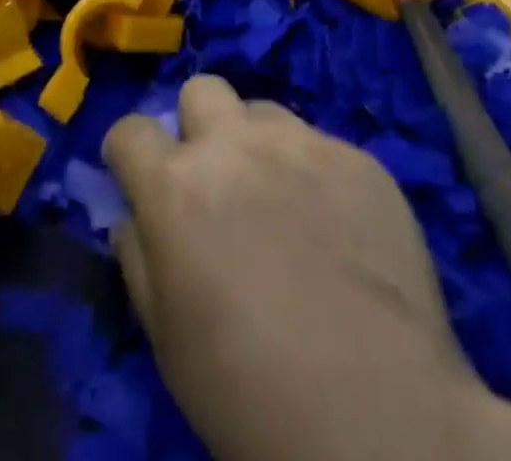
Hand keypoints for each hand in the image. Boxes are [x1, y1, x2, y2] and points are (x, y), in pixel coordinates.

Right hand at [103, 77, 510, 460]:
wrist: (380, 420)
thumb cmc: (251, 392)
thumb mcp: (166, 339)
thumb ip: (138, 257)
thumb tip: (134, 217)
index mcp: (177, 185)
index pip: (130, 130)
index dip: (129, 154)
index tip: (139, 178)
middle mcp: (234, 144)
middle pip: (200, 90)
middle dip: (197, 126)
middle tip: (215, 179)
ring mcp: (302, 144)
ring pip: (263, 111)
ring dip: (257, 144)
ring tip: (281, 202)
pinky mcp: (359, 159)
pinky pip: (322, 146)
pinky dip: (315, 175)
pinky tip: (337, 230)